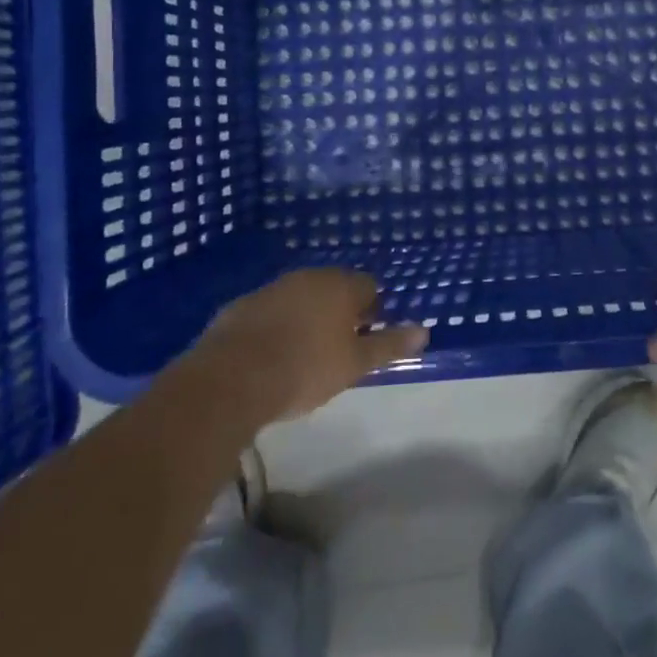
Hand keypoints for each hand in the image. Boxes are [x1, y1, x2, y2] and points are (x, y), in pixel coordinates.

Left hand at [190, 268, 427, 424]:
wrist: (232, 379)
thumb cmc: (305, 369)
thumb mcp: (355, 363)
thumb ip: (389, 344)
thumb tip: (424, 330)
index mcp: (340, 285)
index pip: (369, 287)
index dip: (372, 311)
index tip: (366, 338)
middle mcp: (308, 277)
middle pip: (334, 288)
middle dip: (340, 311)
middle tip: (339, 347)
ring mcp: (272, 288)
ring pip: (301, 297)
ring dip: (307, 316)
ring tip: (305, 352)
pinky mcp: (241, 306)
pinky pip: (270, 311)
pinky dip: (276, 325)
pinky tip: (271, 354)